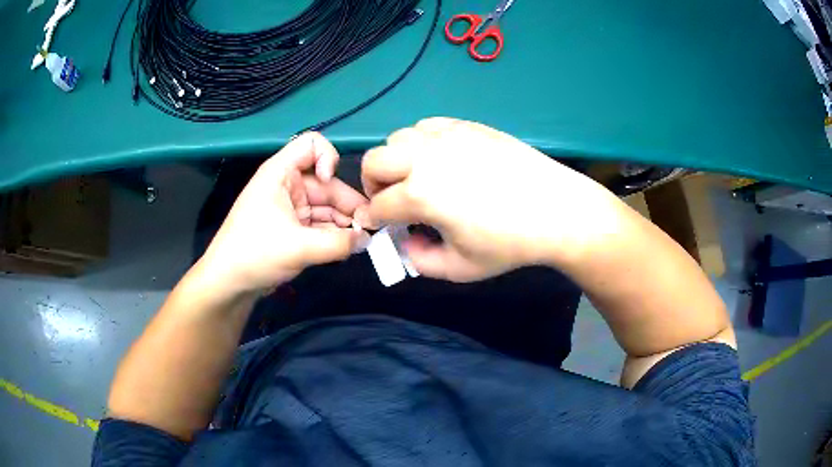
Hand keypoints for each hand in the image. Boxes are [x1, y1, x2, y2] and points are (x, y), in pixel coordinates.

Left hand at [198, 133, 368, 295]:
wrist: (229, 283)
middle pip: (327, 183)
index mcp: (281, 173)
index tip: (330, 184)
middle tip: (368, 229)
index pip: (312, 144)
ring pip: (326, 206)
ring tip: (360, 242)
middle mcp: (288, 185)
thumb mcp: (299, 248)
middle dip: (347, 204)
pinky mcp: (292, 227)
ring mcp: (290, 207)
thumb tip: (367, 240)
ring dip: (343, 222)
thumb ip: (339, 243)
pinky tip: (346, 248)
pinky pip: (319, 223)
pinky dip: (333, 234)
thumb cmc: (256, 254)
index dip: (328, 158)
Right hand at [359, 118, 623, 281]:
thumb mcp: (460, 268)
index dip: (374, 220)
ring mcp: (448, 136)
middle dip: (374, 184)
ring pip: (399, 138)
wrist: (557, 210)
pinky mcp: (467, 126)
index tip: (379, 226)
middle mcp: (426, 157)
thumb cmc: (510, 244)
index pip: (379, 206)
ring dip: (397, 160)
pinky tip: (441, 159)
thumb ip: (421, 261)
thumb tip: (408, 241)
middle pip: (374, 161)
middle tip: (392, 200)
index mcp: (421, 194)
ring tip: (417, 178)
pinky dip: (421, 142)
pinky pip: (428, 125)